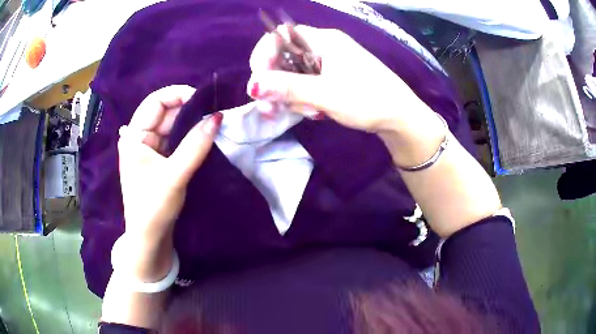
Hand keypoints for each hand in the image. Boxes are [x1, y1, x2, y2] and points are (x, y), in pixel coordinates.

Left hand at [117, 85, 221, 279]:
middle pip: (165, 112)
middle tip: (214, 114)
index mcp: (134, 137)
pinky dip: (189, 137)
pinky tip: (204, 137)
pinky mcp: (159, 159)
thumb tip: (218, 117)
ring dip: (191, 124)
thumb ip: (196, 146)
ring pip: (172, 126)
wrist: (149, 238)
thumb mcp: (174, 176)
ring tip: (213, 124)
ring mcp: (150, 149)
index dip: (178, 95)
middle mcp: (140, 138)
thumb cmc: (154, 207)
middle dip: (189, 110)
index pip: (155, 101)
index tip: (203, 101)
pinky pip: (175, 140)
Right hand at [246, 25, 432, 132]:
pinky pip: (308, 83)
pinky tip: (315, 112)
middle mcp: (324, 46)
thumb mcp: (326, 94)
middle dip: (275, 84)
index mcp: (324, 40)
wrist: (401, 117)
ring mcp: (330, 62)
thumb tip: (254, 85)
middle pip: (285, 57)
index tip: (258, 82)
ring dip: (292, 96)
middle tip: (271, 110)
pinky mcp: (334, 77)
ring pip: (295, 74)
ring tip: (308, 113)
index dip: (264, 56)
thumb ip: (289, 88)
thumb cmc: (368, 100)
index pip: (280, 36)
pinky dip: (305, 98)